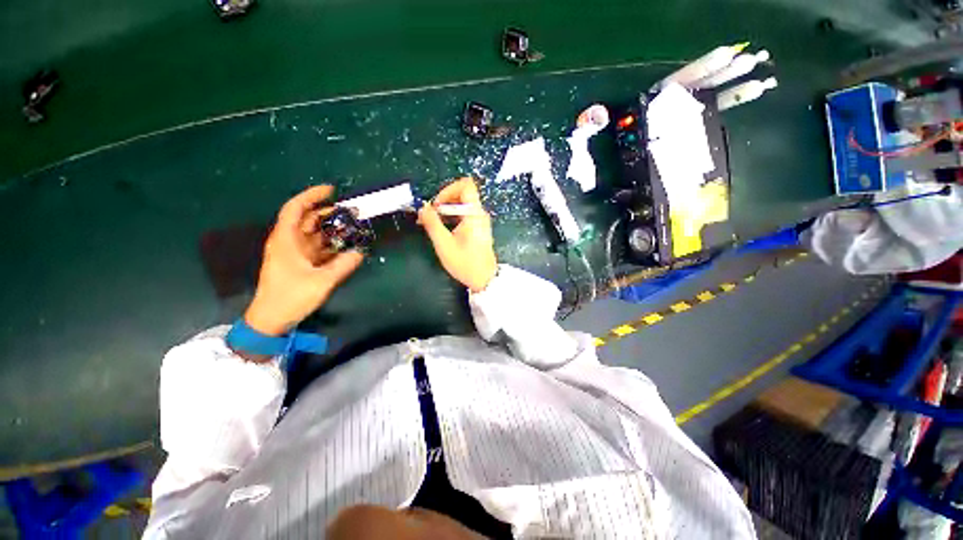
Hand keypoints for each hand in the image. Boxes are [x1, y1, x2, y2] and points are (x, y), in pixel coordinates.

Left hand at [245, 186, 363, 335]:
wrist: (272, 319)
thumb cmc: (290, 297)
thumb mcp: (321, 281)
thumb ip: (343, 265)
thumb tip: (361, 252)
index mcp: (286, 240)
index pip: (295, 209)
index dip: (311, 196)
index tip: (331, 191)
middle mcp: (290, 242)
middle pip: (308, 219)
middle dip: (328, 213)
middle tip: (352, 212)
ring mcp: (295, 254)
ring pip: (315, 234)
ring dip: (333, 230)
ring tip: (354, 227)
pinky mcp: (301, 264)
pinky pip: (318, 248)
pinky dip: (332, 245)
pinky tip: (347, 245)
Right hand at [418, 178, 497, 292]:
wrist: (484, 279)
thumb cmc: (466, 263)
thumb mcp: (444, 244)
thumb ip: (432, 223)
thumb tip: (423, 208)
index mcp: (474, 214)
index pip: (465, 185)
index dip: (448, 190)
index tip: (437, 204)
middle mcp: (479, 214)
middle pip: (462, 194)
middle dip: (443, 201)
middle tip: (431, 215)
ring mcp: (480, 221)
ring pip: (461, 205)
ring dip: (446, 210)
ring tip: (433, 224)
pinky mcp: (478, 228)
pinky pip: (464, 214)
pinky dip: (451, 217)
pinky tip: (442, 229)